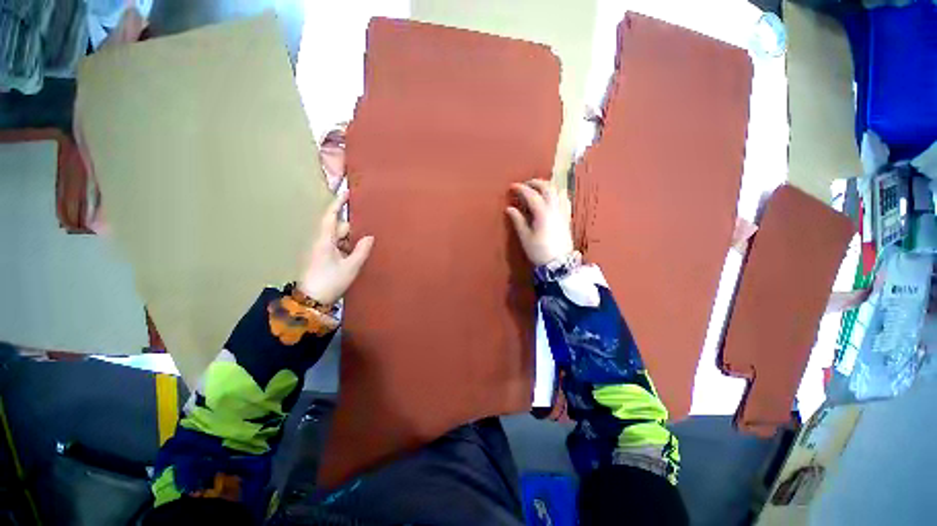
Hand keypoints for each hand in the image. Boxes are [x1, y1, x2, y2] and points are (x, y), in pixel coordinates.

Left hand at [298, 194, 374, 303]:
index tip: (346, 192)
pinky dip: (347, 247)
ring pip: (338, 238)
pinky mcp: (322, 258)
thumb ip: (361, 250)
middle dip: (352, 228)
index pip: (331, 216)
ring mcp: (321, 250)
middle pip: (337, 228)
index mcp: (325, 240)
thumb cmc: (330, 281)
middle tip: (368, 230)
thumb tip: (369, 237)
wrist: (312, 301)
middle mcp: (321, 242)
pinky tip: (357, 254)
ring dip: (351, 240)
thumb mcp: (350, 267)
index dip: (338, 203)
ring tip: (365, 244)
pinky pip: (337, 246)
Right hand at [506, 179, 573, 265]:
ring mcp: (563, 212)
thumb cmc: (539, 251)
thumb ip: (518, 220)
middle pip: (547, 188)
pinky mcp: (567, 217)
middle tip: (525, 184)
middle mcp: (555, 209)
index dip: (521, 189)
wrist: (559, 263)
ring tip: (538, 188)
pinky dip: (558, 193)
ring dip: (548, 186)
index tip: (512, 187)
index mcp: (542, 213)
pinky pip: (565, 199)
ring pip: (558, 191)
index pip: (531, 194)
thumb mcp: (525, 237)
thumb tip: (509, 208)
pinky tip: (552, 197)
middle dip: (535, 183)